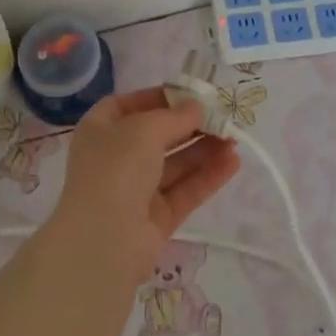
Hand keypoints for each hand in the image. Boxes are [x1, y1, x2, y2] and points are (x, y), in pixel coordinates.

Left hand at [48, 88, 240, 283]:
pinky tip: (233, 162)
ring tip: (234, 138)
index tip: (190, 94)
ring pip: (175, 164)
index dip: (158, 98)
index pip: (129, 105)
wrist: (103, 241)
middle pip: (158, 136)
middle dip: (190, 125)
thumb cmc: (116, 169)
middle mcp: (116, 158)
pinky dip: (208, 176)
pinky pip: (185, 191)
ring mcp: (136, 190)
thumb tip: (197, 107)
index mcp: (100, 130)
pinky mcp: (156, 218)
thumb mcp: (144, 129)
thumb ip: (175, 116)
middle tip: (223, 117)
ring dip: (204, 149)